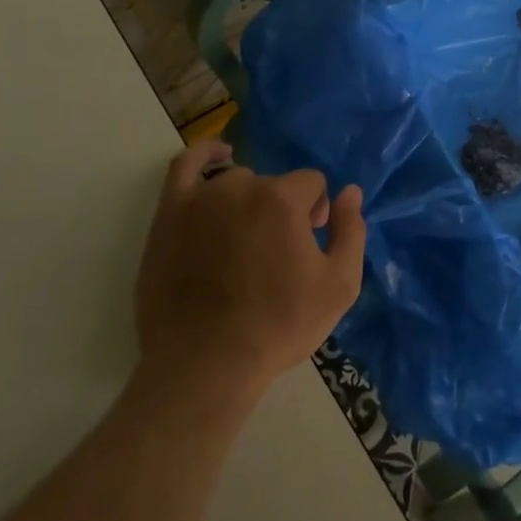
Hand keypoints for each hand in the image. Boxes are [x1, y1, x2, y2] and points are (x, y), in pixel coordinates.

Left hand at [133, 138, 365, 410]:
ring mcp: (200, 199)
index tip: (309, 245)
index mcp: (282, 200)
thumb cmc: (278, 326)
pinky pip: (186, 165)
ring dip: (249, 201)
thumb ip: (351, 231)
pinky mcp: (169, 214)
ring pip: (237, 181)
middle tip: (278, 254)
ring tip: (246, 239)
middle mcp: (240, 187)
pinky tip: (219, 157)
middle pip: (275, 185)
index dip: (317, 212)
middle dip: (285, 210)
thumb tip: (350, 192)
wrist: (205, 365)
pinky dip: (205, 155)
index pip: (312, 184)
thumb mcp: (339, 286)